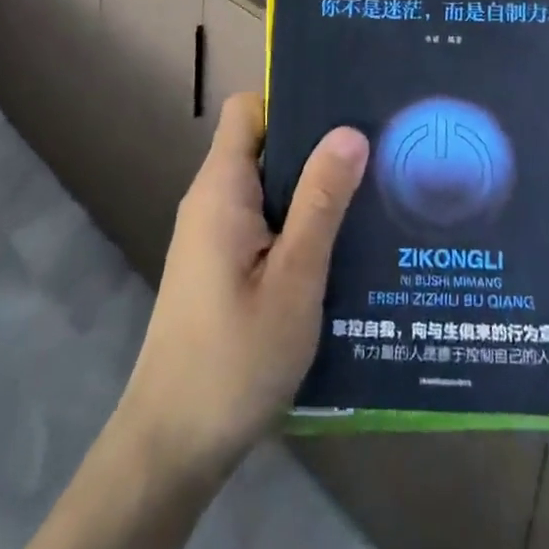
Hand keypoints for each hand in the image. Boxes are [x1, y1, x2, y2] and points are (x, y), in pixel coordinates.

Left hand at [115, 93, 368, 480]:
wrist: (172, 448)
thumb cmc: (234, 359)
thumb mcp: (294, 279)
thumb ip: (320, 202)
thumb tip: (349, 131)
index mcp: (221, 189)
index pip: (249, 109)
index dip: (292, 100)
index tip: (344, 107)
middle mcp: (211, 200)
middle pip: (262, 142)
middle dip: (315, 142)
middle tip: (376, 148)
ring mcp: (213, 234)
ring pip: (267, 184)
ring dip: (312, 185)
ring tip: (371, 189)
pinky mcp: (220, 265)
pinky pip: (264, 219)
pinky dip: (299, 219)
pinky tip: (342, 242)